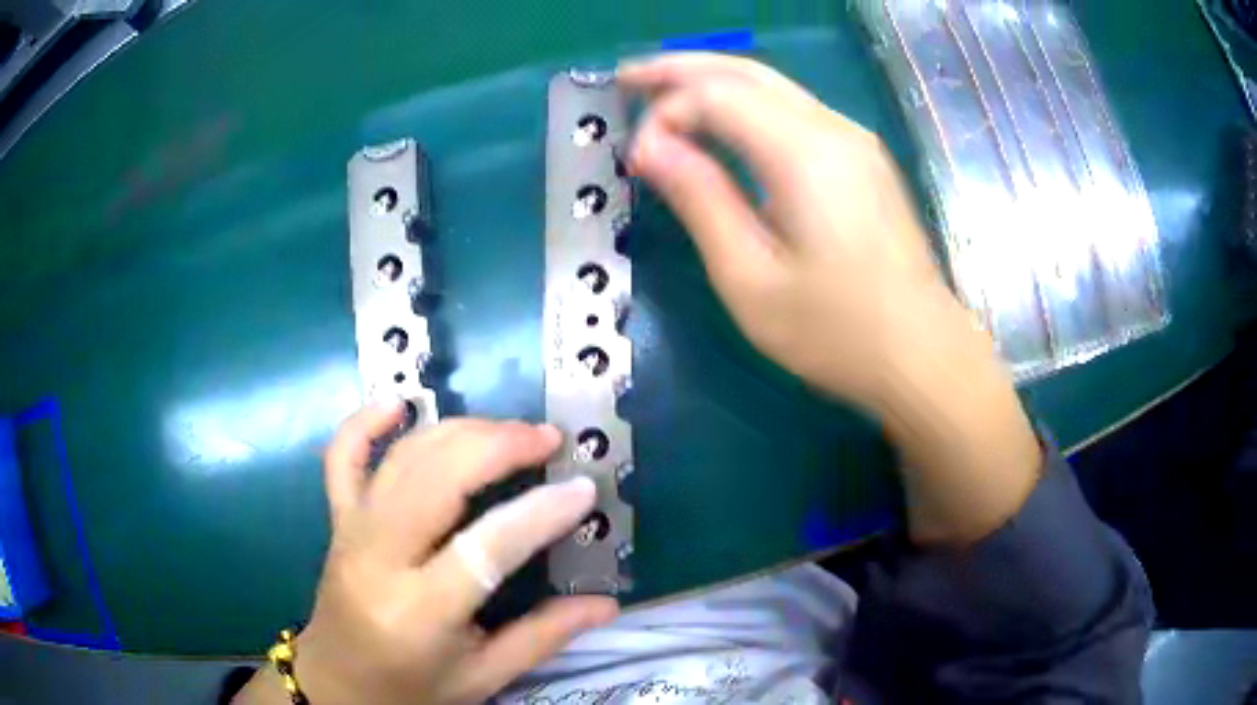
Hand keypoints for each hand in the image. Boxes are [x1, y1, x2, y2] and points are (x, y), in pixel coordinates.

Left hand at [236, 403, 617, 704]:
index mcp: (419, 612)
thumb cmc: (413, 686)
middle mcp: (378, 559)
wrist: (338, 682)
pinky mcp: (337, 518)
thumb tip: (607, 603)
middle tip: (547, 440)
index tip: (583, 488)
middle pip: (436, 480)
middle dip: (497, 447)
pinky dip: (365, 421)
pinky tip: (399, 402)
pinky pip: (342, 456)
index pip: (484, 549)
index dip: (538, 514)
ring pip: (403, 459)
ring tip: (508, 430)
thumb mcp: (484, 677)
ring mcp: (351, 530)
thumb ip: (544, 637)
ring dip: (458, 431)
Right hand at [621, 53, 1041, 544]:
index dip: (665, 113)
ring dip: (712, 80)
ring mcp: (854, 141)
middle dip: (680, 68)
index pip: (715, 94)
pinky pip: (794, 110)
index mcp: (803, 153)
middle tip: (627, 77)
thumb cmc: (836, 332)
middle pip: (745, 72)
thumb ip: (700, 199)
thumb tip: (649, 147)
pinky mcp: (863, 159)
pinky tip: (721, 121)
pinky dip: (746, 103)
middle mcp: (832, 129)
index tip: (637, 161)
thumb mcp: (750, 277)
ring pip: (772, 85)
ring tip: (660, 90)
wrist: (923, 356)